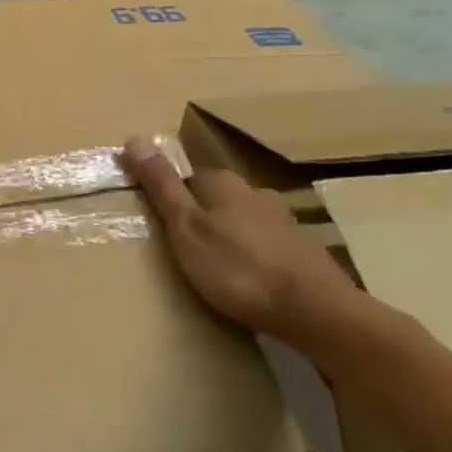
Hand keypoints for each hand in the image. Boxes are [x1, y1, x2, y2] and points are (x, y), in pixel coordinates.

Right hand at [122, 138, 354, 344]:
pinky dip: (250, 257)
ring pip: (240, 222)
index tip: (156, 223)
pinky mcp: (303, 252)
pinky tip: (246, 280)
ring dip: (226, 238)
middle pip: (214, 198)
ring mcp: (284, 222)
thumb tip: (134, 138)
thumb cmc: (237, 268)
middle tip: (179, 249)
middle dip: (198, 217)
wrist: (317, 313)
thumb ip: (160, 184)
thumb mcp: (184, 226)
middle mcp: (255, 193)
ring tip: (211, 268)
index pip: (184, 177)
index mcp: (222, 183)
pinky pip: (263, 246)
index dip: (167, 198)